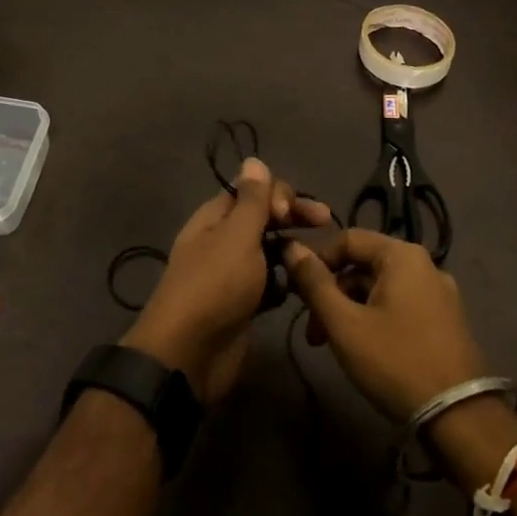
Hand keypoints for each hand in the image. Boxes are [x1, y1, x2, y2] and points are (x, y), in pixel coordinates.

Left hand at [122, 159, 330, 403]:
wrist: (189, 356)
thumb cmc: (215, 287)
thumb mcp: (236, 236)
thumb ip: (251, 200)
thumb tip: (253, 159)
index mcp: (214, 219)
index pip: (251, 191)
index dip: (277, 194)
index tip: (293, 213)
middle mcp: (222, 242)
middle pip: (263, 219)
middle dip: (293, 218)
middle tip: (327, 225)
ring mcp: (232, 275)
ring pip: (269, 252)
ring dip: (293, 250)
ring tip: (321, 258)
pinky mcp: (243, 305)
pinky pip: (270, 284)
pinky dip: (286, 282)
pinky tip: (306, 285)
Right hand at [282, 228, 487, 424]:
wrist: (459, 416)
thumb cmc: (395, 361)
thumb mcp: (345, 323)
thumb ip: (315, 284)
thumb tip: (292, 248)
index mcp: (402, 256)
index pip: (348, 239)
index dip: (317, 261)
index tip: (298, 293)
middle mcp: (425, 265)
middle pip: (364, 265)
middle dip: (332, 294)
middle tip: (313, 331)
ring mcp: (439, 294)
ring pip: (380, 289)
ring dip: (350, 310)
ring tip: (332, 346)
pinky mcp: (445, 320)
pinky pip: (400, 305)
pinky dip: (374, 318)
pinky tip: (364, 350)